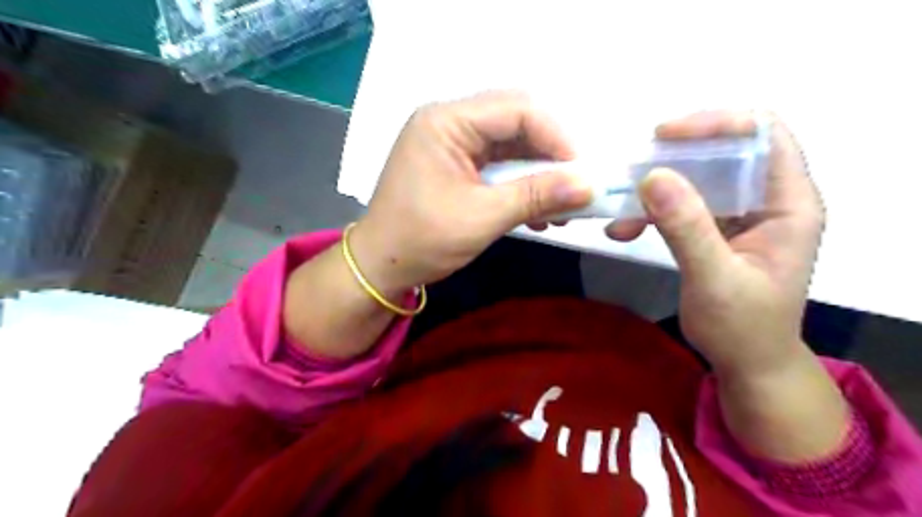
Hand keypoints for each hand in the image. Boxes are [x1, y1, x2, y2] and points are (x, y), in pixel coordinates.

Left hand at [349, 93, 593, 293]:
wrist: (381, 267)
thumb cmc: (422, 240)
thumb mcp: (483, 217)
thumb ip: (537, 196)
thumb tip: (589, 185)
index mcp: (446, 121)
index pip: (517, 109)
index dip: (556, 136)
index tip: (583, 171)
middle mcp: (449, 122)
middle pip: (516, 123)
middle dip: (551, 156)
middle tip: (577, 186)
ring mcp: (452, 144)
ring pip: (512, 146)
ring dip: (539, 174)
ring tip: (562, 206)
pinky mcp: (457, 165)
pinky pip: (499, 166)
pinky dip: (522, 185)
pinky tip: (539, 212)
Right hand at [610, 111, 823, 379]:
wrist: (746, 363)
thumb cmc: (742, 327)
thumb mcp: (715, 279)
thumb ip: (687, 228)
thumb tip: (653, 176)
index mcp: (787, 203)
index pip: (764, 134)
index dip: (717, 123)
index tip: (664, 136)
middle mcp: (766, 199)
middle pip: (723, 150)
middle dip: (673, 157)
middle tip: (631, 170)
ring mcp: (739, 214)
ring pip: (696, 177)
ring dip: (654, 188)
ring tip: (619, 209)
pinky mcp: (714, 229)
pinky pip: (680, 204)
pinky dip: (650, 211)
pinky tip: (622, 229)